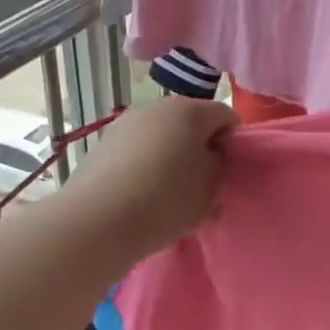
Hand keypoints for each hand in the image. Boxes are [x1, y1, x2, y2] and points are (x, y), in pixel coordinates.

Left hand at [66, 96, 237, 257]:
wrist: (96, 222)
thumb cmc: (165, 201)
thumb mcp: (209, 190)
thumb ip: (219, 169)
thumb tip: (211, 160)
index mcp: (190, 111)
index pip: (226, 117)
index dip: (233, 143)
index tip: (229, 172)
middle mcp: (157, 107)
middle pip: (191, 122)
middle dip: (201, 148)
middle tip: (203, 183)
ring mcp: (126, 123)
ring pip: (162, 135)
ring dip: (172, 156)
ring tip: (170, 192)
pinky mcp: (103, 144)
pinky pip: (138, 149)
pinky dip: (146, 164)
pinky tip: (143, 194)